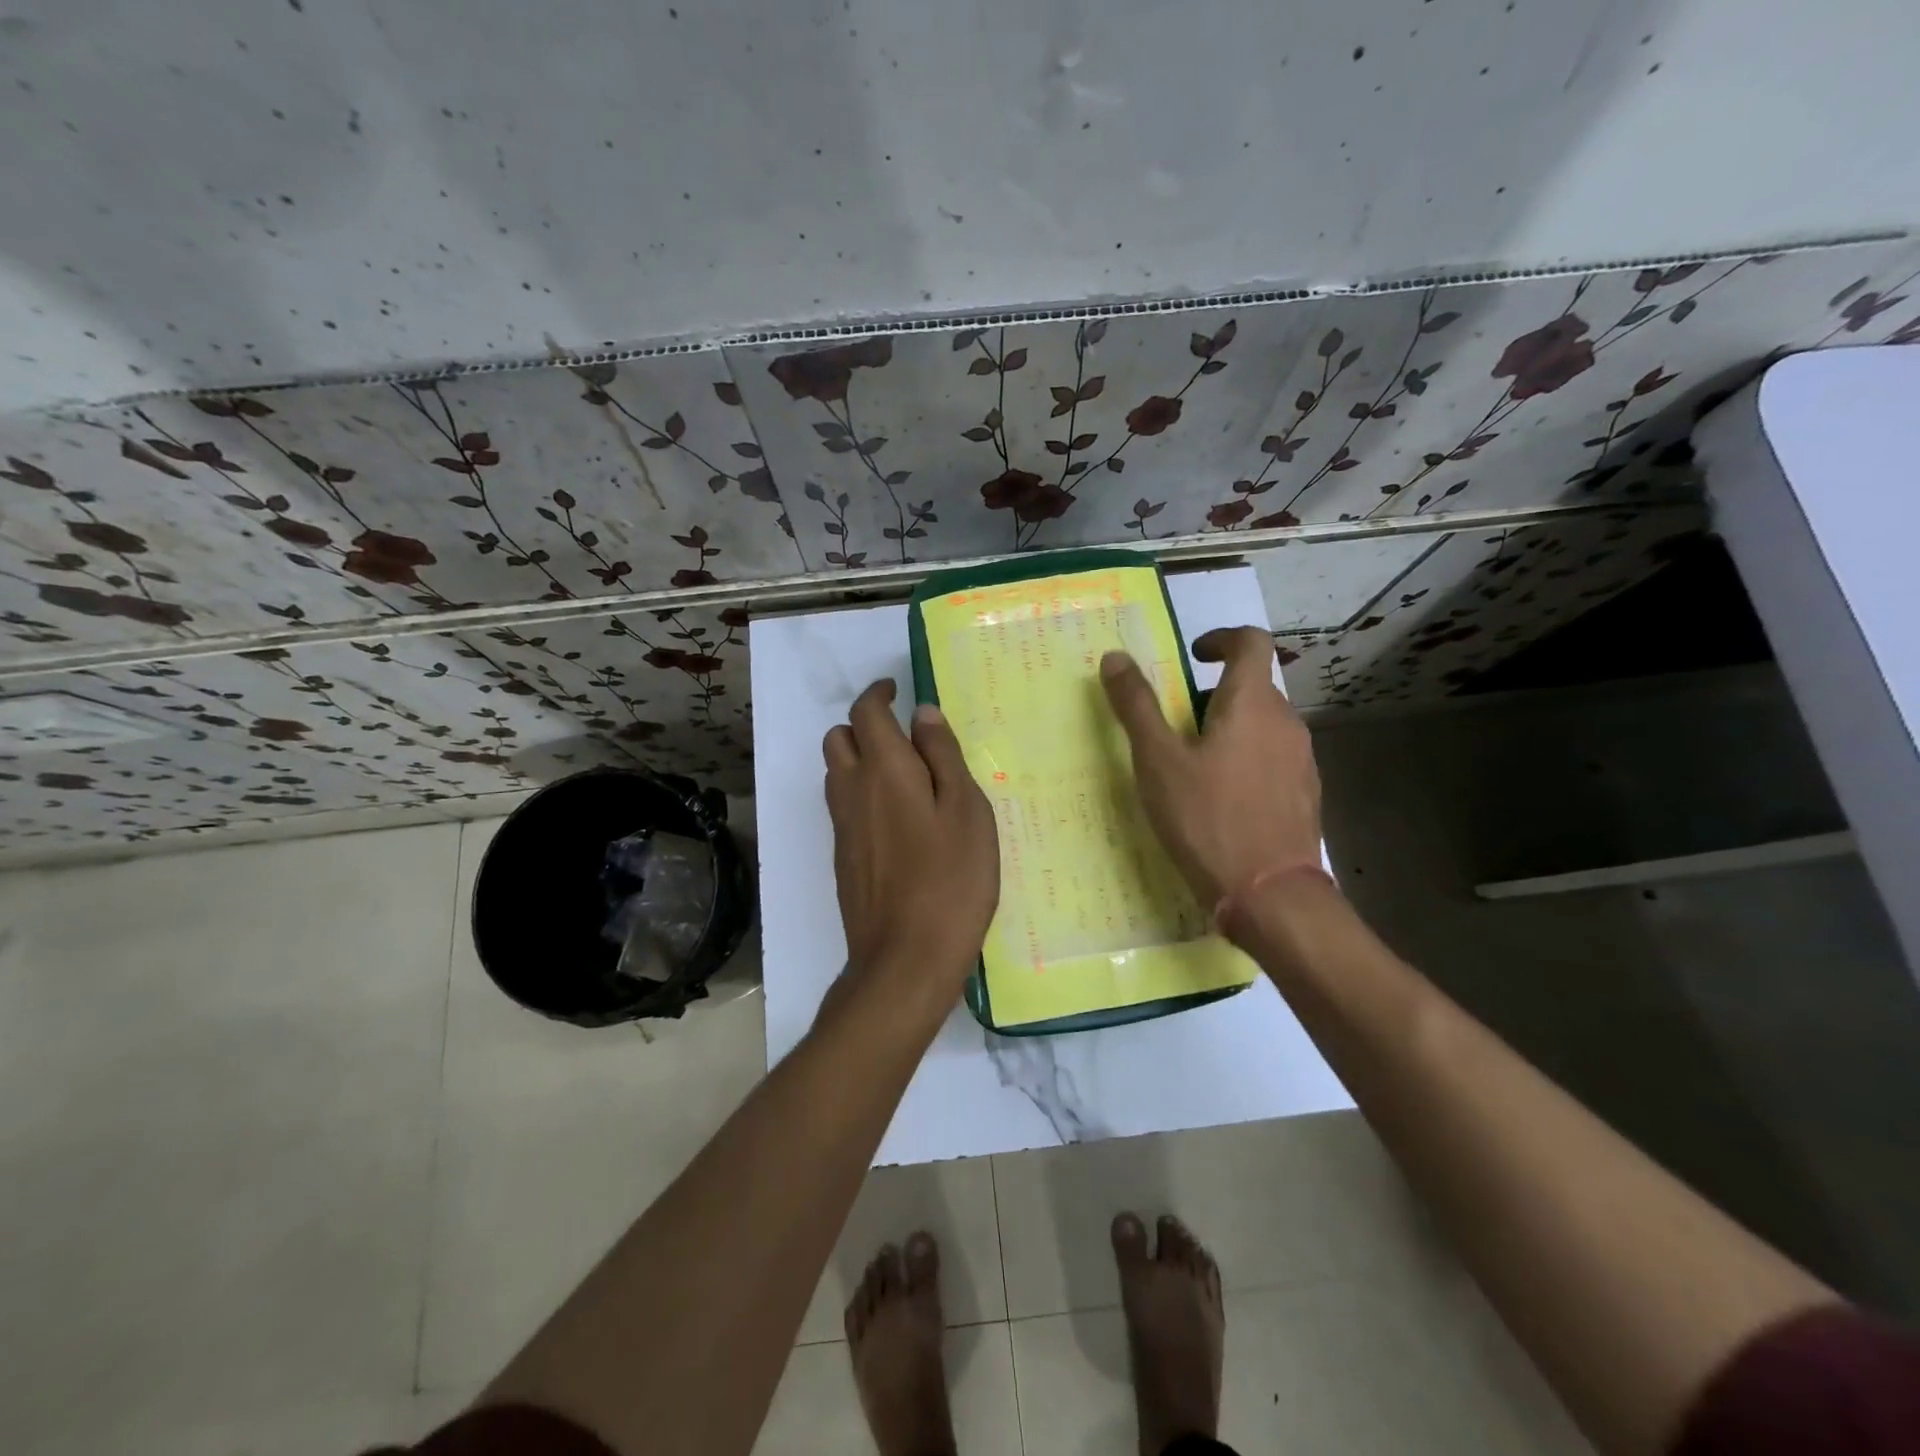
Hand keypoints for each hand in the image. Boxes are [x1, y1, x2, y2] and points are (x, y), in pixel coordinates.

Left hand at [824, 679, 999, 1019]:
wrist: (905, 959)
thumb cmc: (950, 879)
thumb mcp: (966, 810)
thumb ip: (943, 755)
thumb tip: (923, 713)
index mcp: (884, 769)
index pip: (866, 711)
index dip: (879, 694)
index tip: (896, 691)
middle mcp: (852, 790)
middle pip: (839, 738)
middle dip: (864, 726)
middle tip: (903, 737)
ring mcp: (842, 826)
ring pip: (836, 773)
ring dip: (860, 760)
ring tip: (904, 777)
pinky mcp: (842, 857)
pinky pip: (843, 807)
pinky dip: (862, 794)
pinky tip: (898, 820)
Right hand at [1100, 626, 1322, 909]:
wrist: (1270, 894)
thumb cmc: (1207, 819)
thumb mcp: (1158, 761)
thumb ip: (1137, 706)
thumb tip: (1115, 657)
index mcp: (1252, 704)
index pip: (1251, 642)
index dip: (1222, 638)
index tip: (1192, 656)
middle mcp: (1286, 722)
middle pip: (1254, 686)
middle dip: (1214, 694)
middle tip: (1175, 726)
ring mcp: (1302, 760)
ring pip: (1264, 725)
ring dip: (1230, 728)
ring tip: (1194, 766)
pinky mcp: (1305, 794)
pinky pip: (1274, 758)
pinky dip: (1247, 759)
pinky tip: (1222, 799)